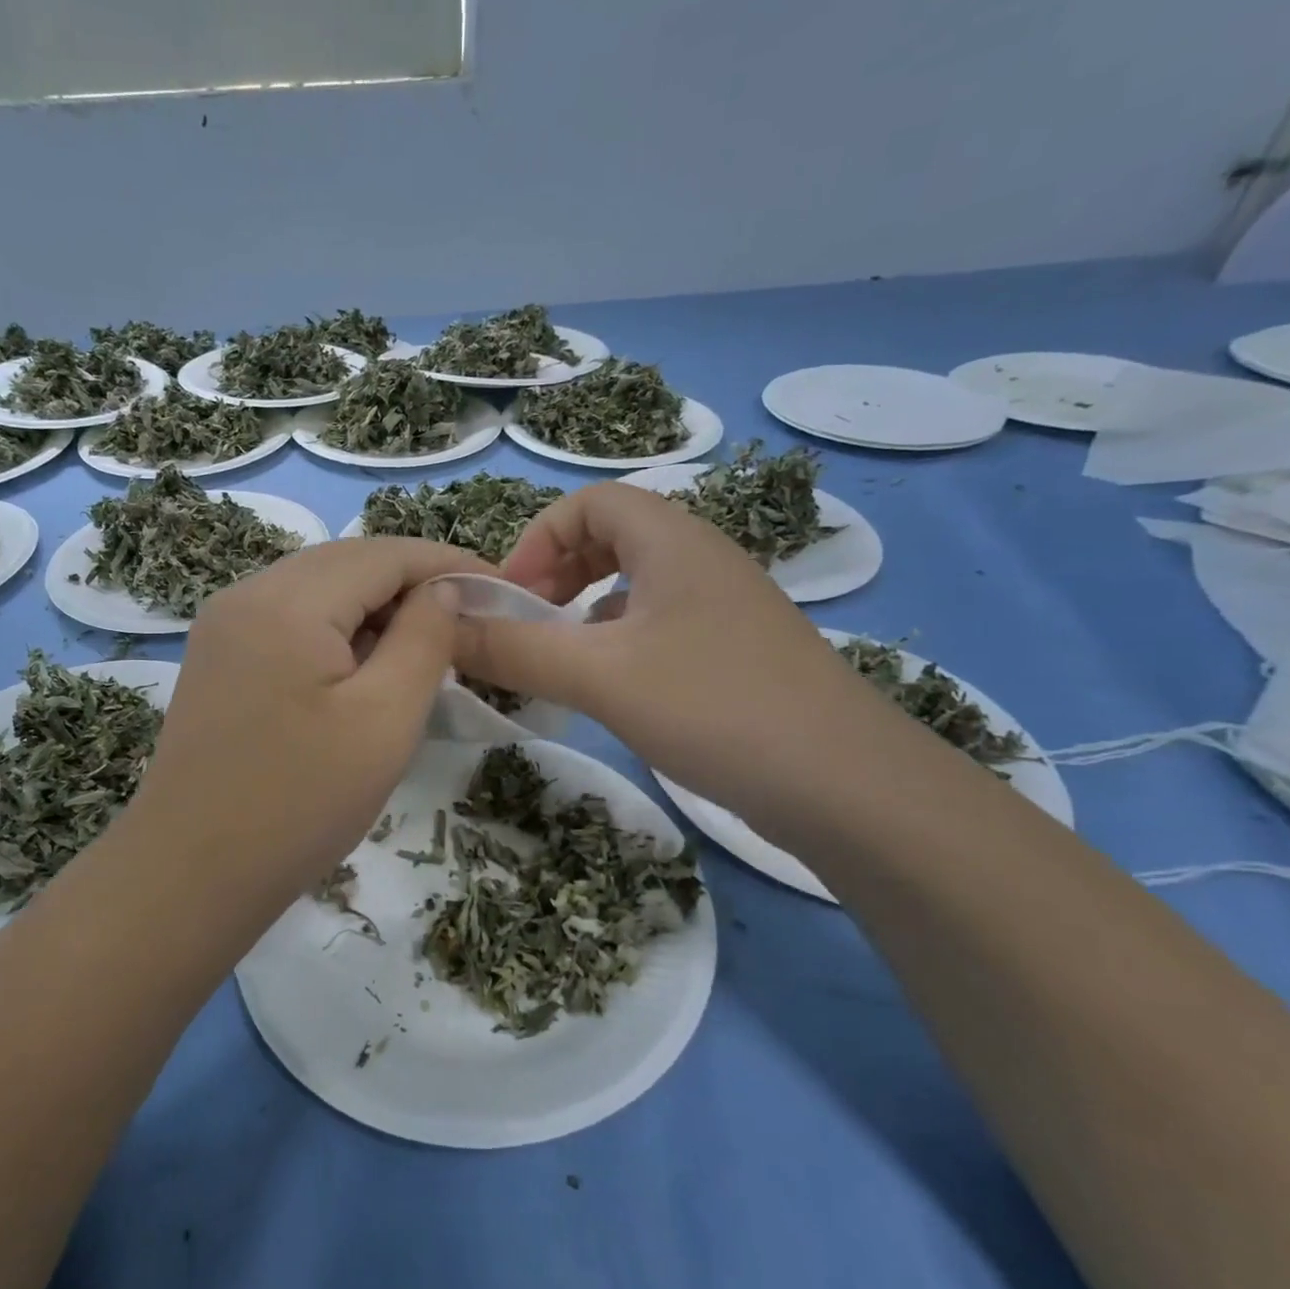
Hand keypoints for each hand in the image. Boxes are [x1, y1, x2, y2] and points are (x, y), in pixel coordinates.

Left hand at [116, 537, 487, 917]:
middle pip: (347, 561)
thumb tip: (445, 589)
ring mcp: (224, 624)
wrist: (191, 875)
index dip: (446, 563)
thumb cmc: (300, 804)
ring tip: (425, 641)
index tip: (499, 587)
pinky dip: (338, 626)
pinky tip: (364, 662)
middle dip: (412, 580)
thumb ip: (424, 639)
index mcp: (286, 602)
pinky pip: (291, 617)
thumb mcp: (384, 720)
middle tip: (468, 616)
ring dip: (375, 604)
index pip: (383, 553)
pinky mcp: (218, 655)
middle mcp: (246, 594)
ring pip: (318, 587)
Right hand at [451, 482, 890, 822]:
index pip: (590, 502)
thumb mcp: (600, 675)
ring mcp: (726, 607)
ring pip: (637, 583)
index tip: (509, 596)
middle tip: (527, 622)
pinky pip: (661, 623)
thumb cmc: (714, 707)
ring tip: (558, 655)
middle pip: (613, 535)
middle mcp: (702, 559)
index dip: (537, 538)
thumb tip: (442, 622)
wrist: (847, 786)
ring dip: (586, 607)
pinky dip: (620, 639)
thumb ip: (515, 648)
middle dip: (557, 571)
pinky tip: (610, 685)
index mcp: (673, 540)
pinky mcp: (738, 652)